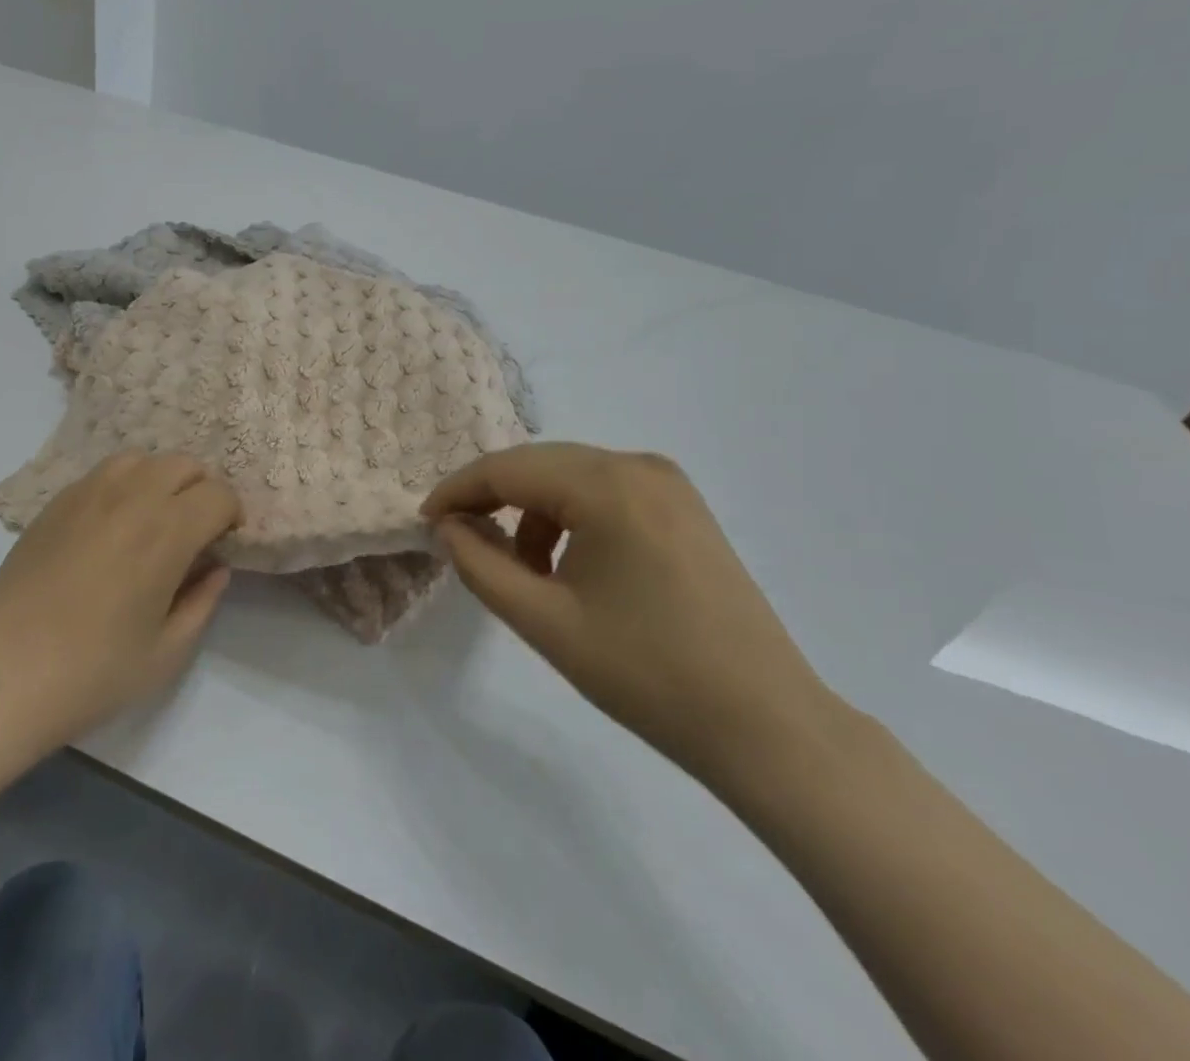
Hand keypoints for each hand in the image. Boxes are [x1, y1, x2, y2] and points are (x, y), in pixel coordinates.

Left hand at [0, 453, 240, 751]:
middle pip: (184, 464)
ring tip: (153, 521)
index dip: (231, 516)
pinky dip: (124, 486)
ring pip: (142, 459)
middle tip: (194, 533)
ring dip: (161, 481)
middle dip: (201, 491)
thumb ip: (203, 602)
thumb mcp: (167, 652)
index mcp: (167, 531)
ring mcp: (88, 493)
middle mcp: (132, 497)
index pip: (219, 494)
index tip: (223, 544)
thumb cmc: (92, 672)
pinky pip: (104, 473)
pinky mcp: (56, 502)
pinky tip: (111, 527)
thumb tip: (216, 568)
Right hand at [423, 443, 835, 778]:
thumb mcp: (545, 622)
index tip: (425, 521)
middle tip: (459, 541)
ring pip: (570, 476)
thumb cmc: (646, 674)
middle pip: (539, 465)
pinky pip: (605, 491)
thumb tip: (447, 526)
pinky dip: (571, 516)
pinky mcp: (684, 506)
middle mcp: (638, 464)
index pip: (507, 469)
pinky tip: (569, 564)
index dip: (458, 491)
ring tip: (524, 570)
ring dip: (532, 511)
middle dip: (492, 498)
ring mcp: (668, 482)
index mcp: (607, 485)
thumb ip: (481, 565)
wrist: (764, 724)